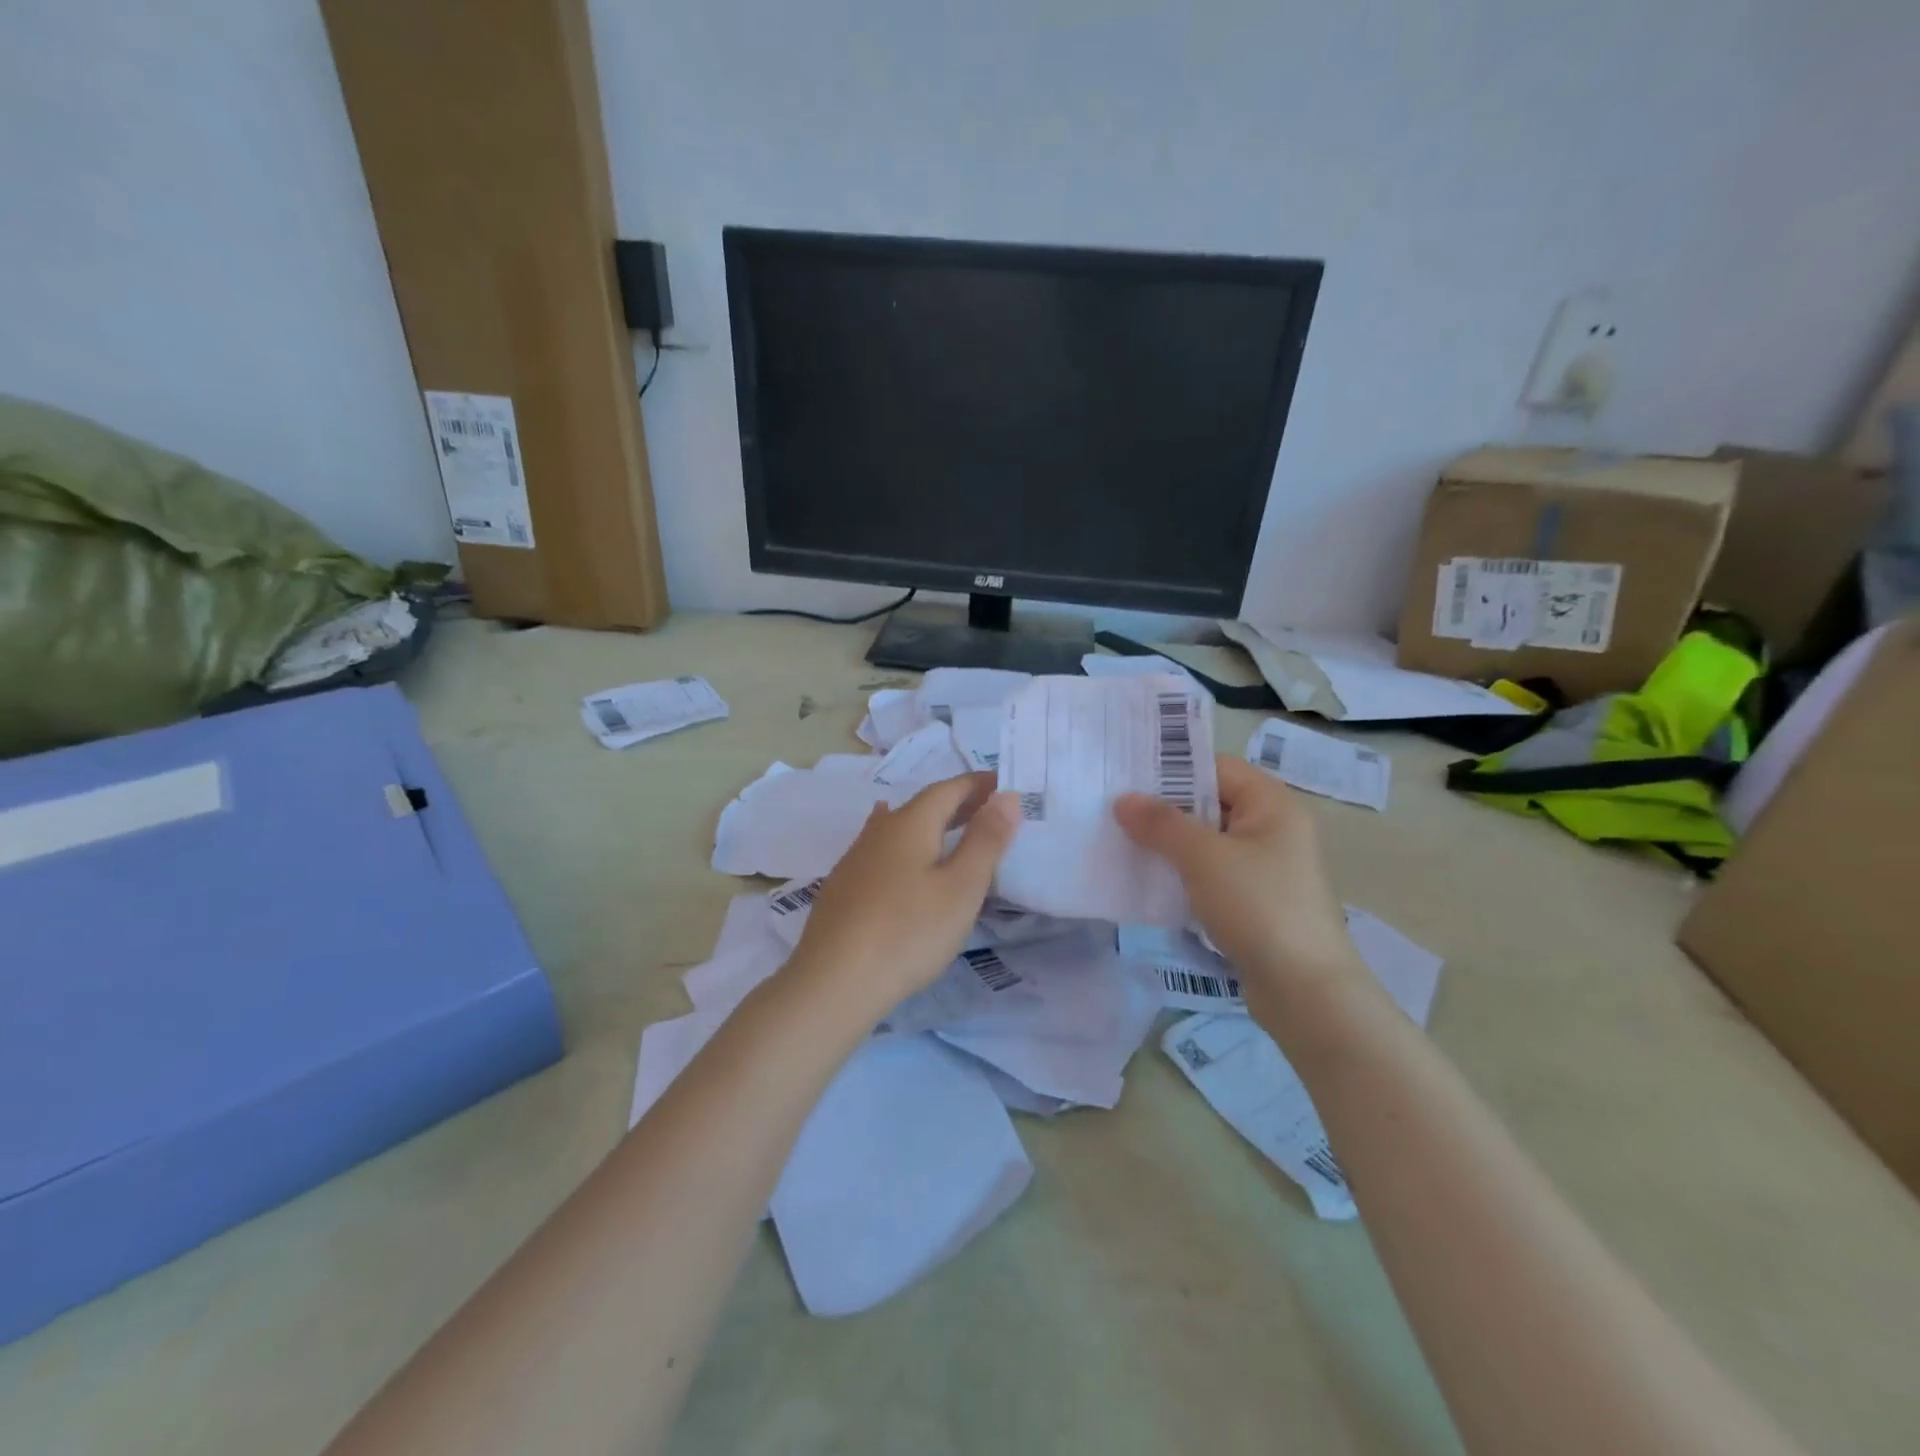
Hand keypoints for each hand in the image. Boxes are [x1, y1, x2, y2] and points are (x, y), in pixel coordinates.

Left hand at [787, 773, 1020, 1017]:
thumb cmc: (909, 932)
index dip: (978, 784)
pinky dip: (903, 846)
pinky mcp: (842, 889)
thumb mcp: (961, 887)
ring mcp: (854, 860)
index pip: (949, 789)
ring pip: (898, 828)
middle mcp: (878, 832)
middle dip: (957, 804)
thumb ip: (986, 840)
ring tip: (950, 828)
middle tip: (988, 811)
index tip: (1005, 785)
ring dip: (929, 825)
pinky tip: (895, 854)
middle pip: (922, 806)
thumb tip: (1006, 795)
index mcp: (910, 824)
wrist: (833, 982)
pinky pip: (881, 851)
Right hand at [1114, 756, 1367, 1018]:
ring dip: (1169, 843)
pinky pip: (1211, 873)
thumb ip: (1161, 824)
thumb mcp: (1203, 857)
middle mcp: (1273, 829)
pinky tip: (1149, 880)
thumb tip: (1123, 800)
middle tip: (1114, 809)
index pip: (1216, 767)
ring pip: (1207, 841)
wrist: (1305, 991)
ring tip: (1122, 842)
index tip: (1126, 774)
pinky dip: (1182, 873)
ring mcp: (1266, 868)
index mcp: (1273, 805)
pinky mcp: (1255, 901)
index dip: (1172, 767)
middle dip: (1164, 808)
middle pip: (1211, 803)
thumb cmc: (1258, 907)